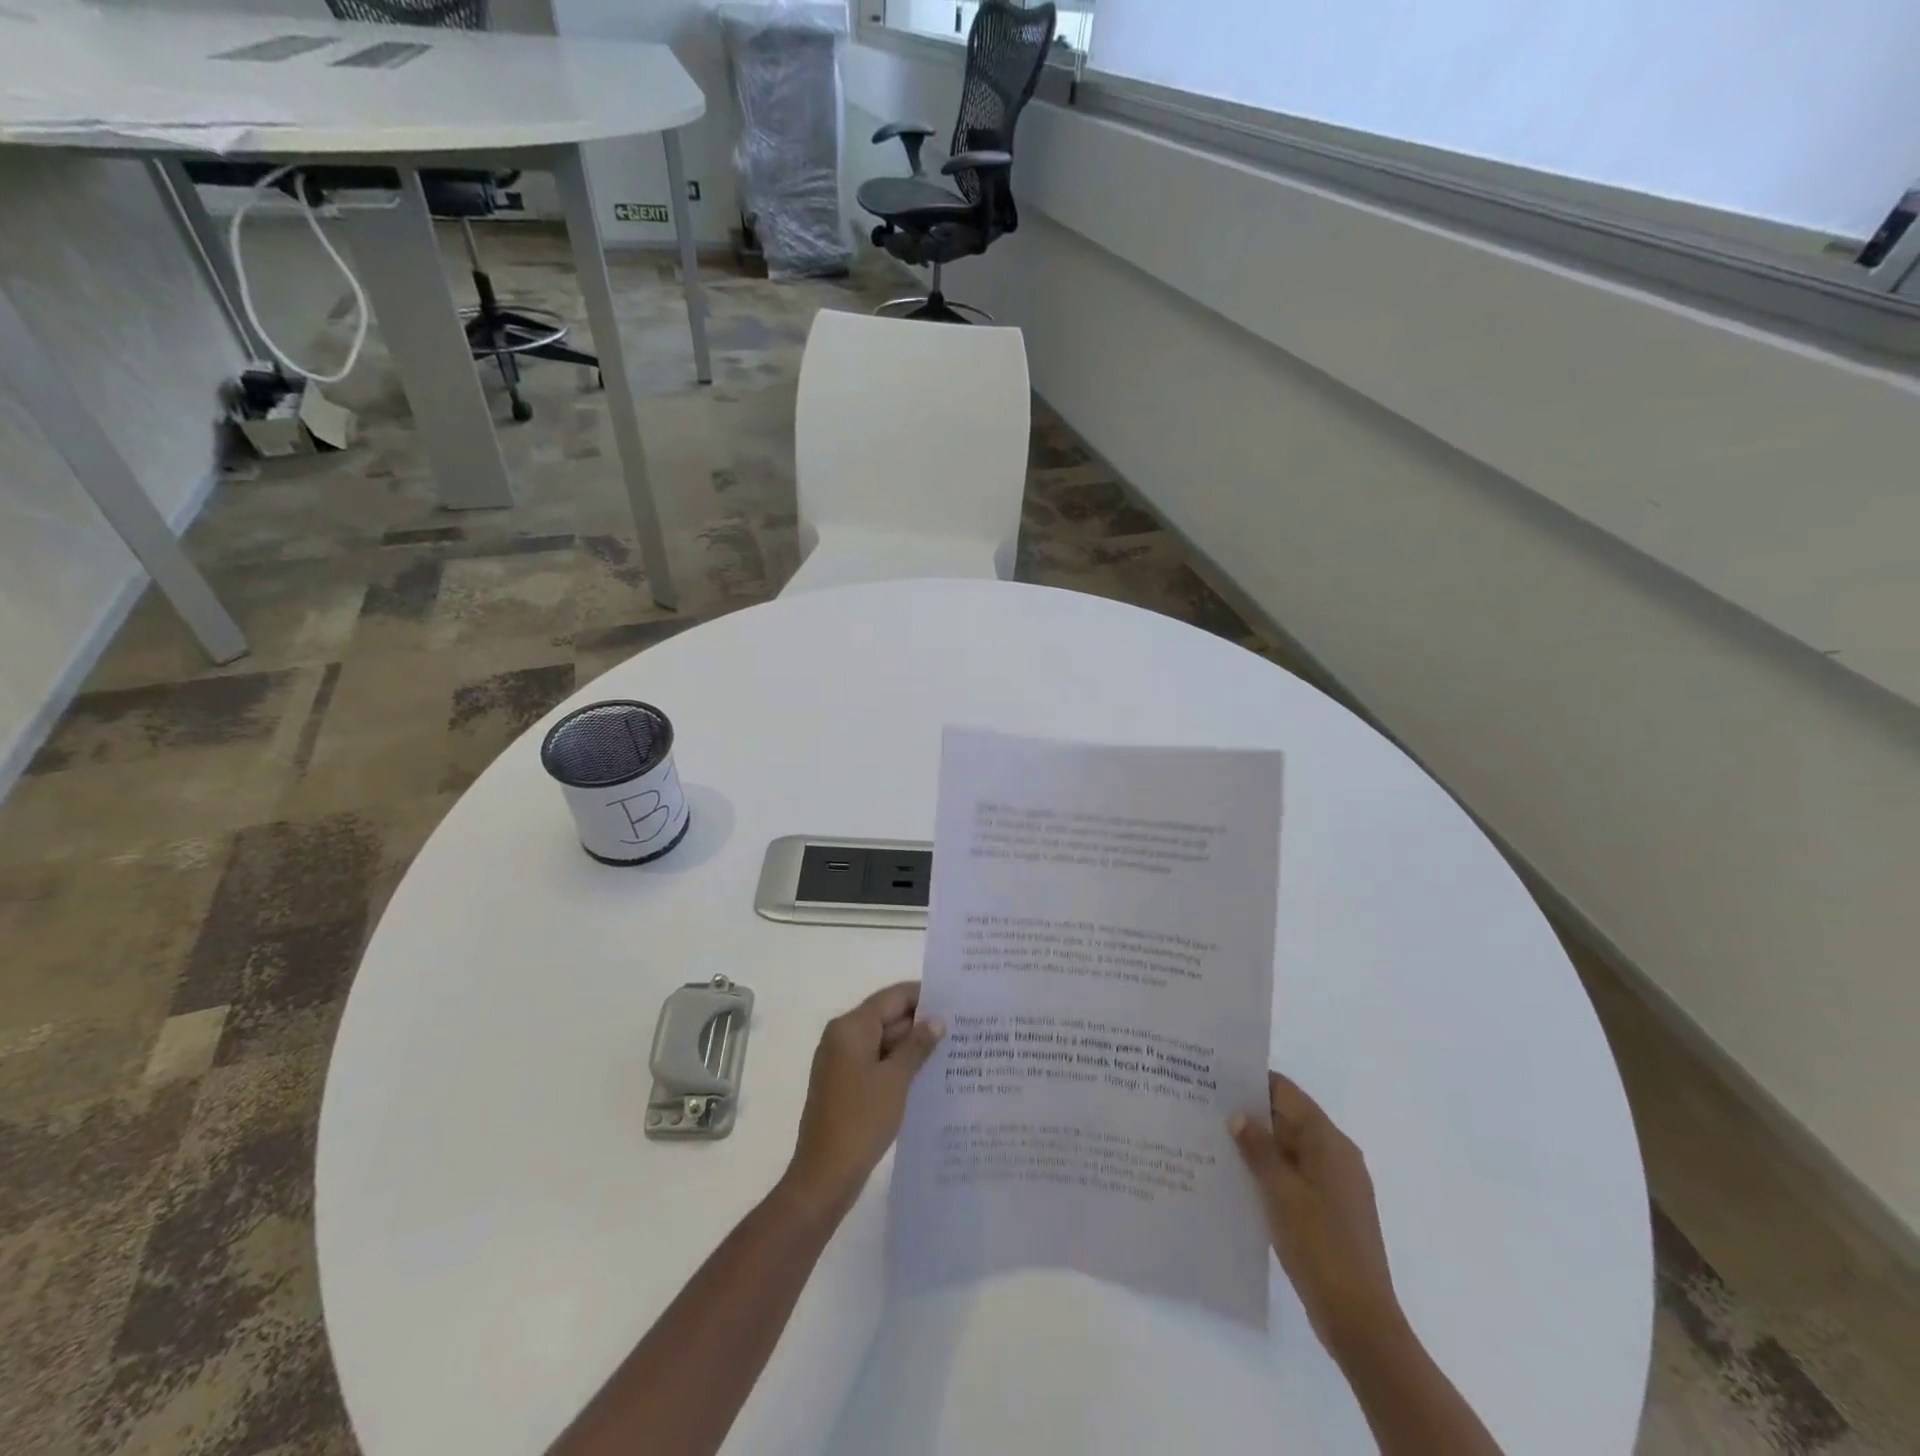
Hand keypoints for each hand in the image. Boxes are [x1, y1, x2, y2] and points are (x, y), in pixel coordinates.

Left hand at [781, 982, 943, 1219]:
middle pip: (887, 1016)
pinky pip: (876, 1062)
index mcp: (851, 1027)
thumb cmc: (861, 1120)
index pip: (893, 997)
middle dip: (921, 1022)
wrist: (824, 1177)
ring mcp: (841, 1061)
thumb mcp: (895, 1080)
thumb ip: (917, 1045)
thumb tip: (937, 1019)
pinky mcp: (845, 1084)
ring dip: (912, 1045)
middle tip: (961, 1026)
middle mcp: (842, 1036)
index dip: (924, 996)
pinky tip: (927, 1073)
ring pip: (883, 1041)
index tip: (955, 1000)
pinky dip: (899, 1064)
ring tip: (952, 1048)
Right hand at [1231, 1071, 1403, 1359]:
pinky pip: (1295, 1175)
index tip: (1215, 1079)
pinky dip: (1270, 1171)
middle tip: (1205, 1108)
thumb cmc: (1319, 1245)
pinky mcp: (1331, 1210)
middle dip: (1251, 1113)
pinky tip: (1239, 1179)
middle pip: (1289, 1118)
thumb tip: (1239, 1114)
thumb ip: (1258, 1148)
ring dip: (1258, 1145)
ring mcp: (1336, 1185)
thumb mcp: (1280, 1191)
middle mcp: (1337, 1155)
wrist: (1360, 1320)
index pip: (1286, 1092)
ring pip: (1290, 1148)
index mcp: (1329, 1141)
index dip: (1251, 1082)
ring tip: (1214, 1140)